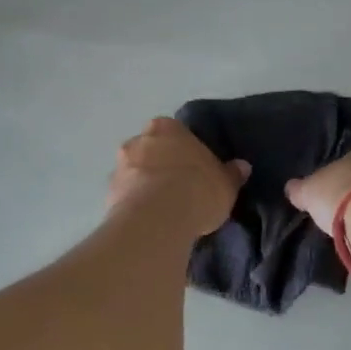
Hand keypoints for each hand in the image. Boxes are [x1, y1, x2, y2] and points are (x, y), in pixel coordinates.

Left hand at [107, 117, 249, 236]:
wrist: (158, 218)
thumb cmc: (197, 189)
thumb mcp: (225, 183)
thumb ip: (232, 173)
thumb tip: (242, 166)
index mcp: (167, 127)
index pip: (175, 133)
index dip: (184, 151)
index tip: (193, 169)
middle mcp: (138, 140)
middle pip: (151, 150)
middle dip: (160, 165)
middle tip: (178, 188)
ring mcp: (120, 166)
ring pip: (135, 172)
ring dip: (145, 185)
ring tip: (163, 210)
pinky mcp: (108, 195)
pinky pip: (126, 197)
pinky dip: (135, 205)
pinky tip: (150, 222)